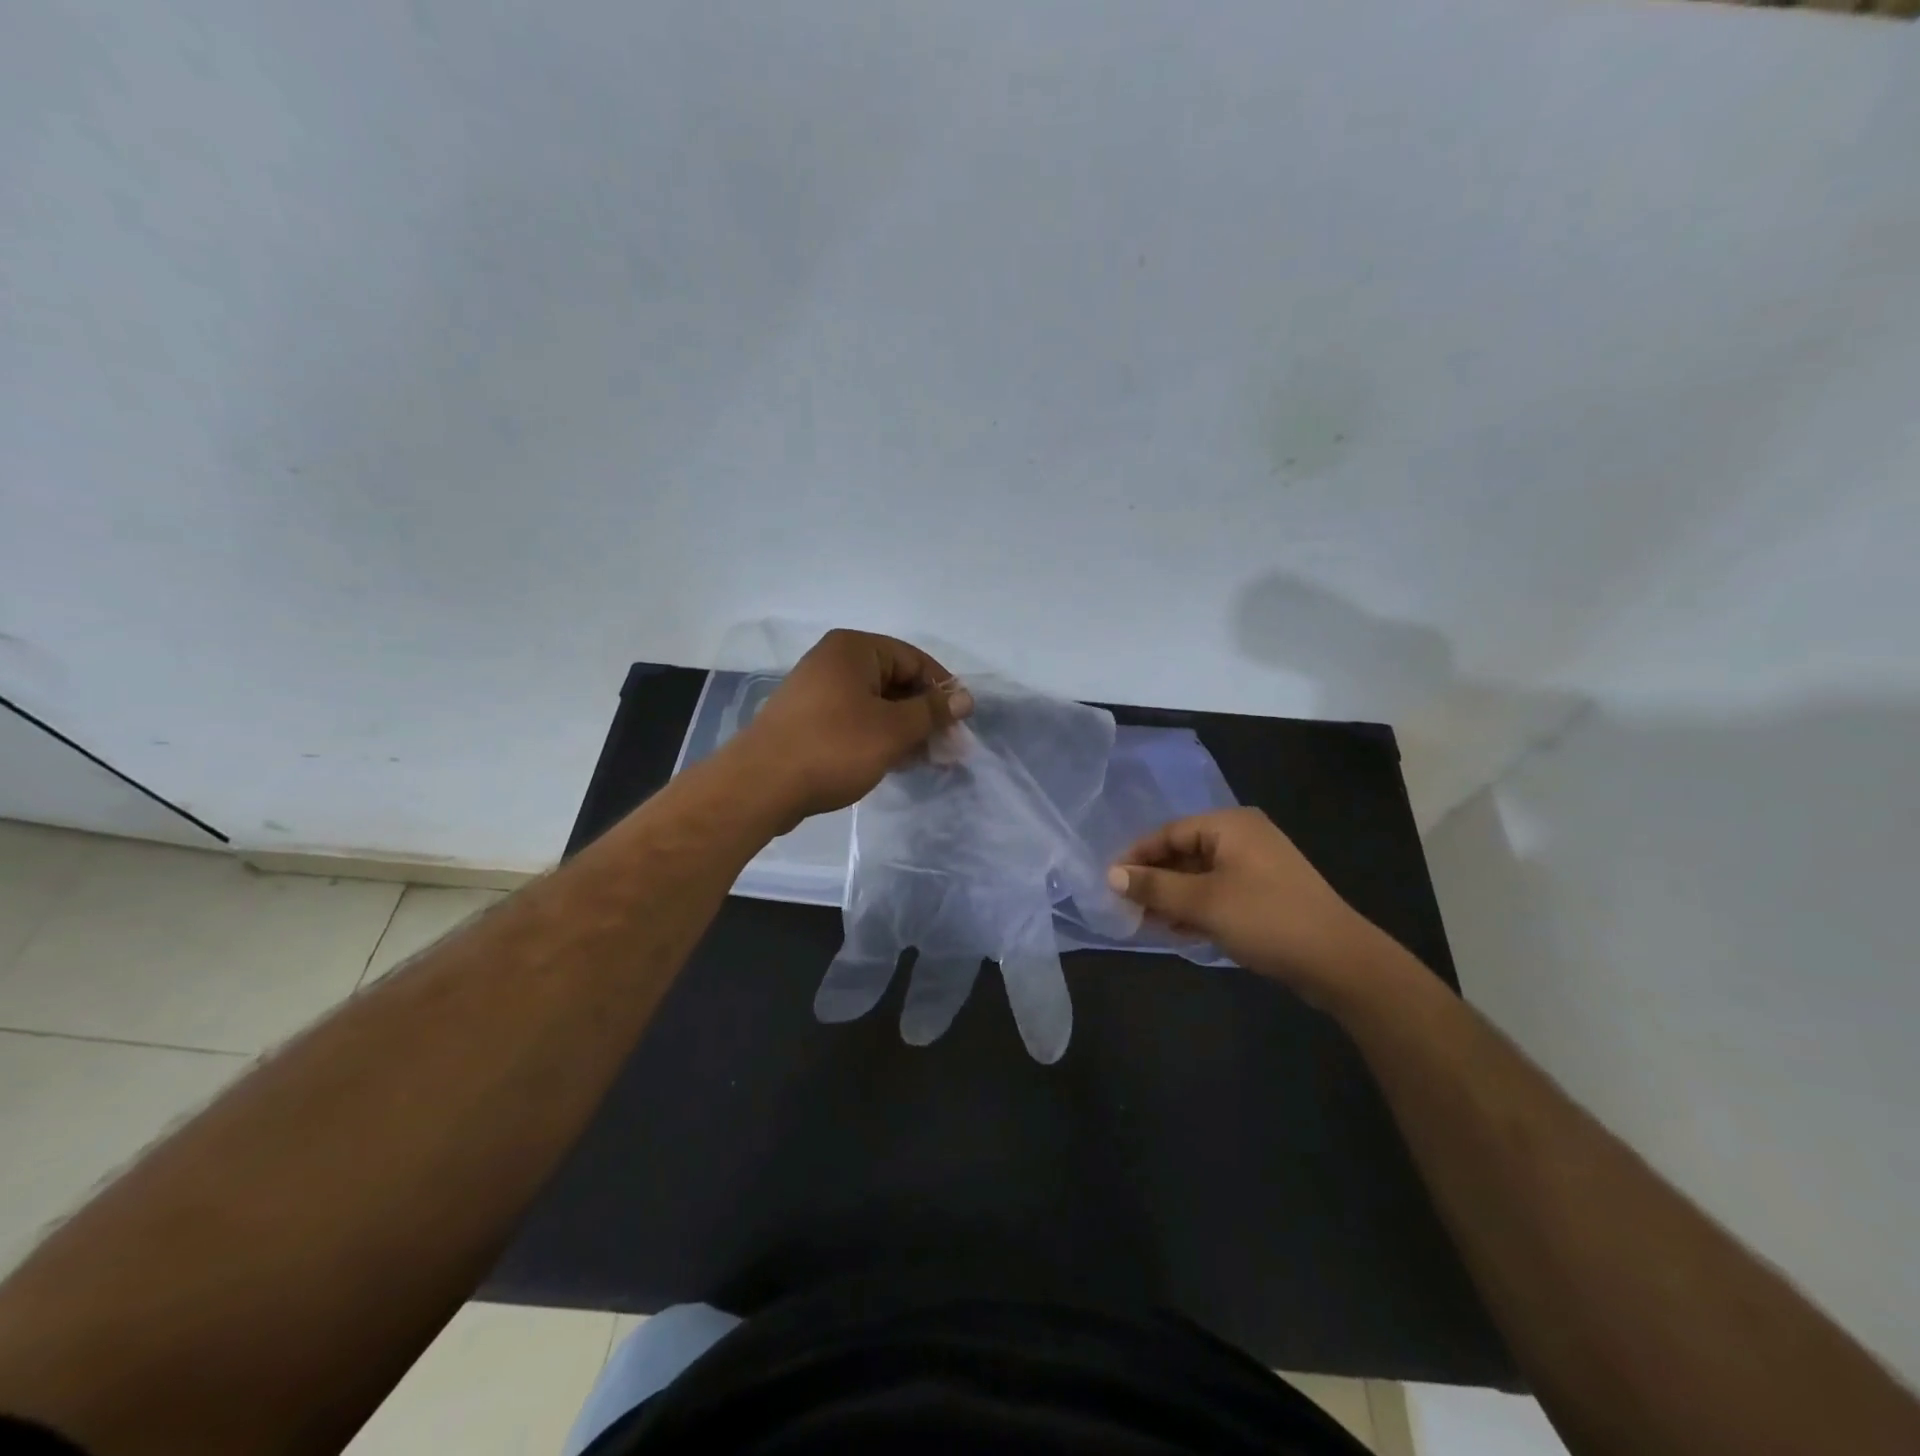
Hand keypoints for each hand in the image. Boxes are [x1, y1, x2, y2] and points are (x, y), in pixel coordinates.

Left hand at [733, 629, 973, 823]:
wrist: (761, 785)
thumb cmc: (834, 747)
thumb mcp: (893, 729)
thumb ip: (932, 711)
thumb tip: (965, 697)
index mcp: (854, 649)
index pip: (914, 659)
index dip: (942, 689)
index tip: (961, 722)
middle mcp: (834, 661)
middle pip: (895, 681)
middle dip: (924, 714)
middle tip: (948, 747)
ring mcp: (818, 691)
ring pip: (876, 704)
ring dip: (905, 729)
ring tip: (928, 759)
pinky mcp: (809, 721)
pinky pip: (855, 720)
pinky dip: (879, 737)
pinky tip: (897, 762)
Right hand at [1106, 808, 1386, 997]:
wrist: (1340, 962)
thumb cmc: (1266, 919)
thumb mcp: (1203, 902)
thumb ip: (1154, 887)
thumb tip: (1111, 876)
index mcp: (1230, 825)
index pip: (1169, 832)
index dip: (1137, 857)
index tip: (1110, 882)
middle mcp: (1243, 837)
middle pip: (1184, 851)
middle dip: (1155, 880)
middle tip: (1126, 907)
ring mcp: (1257, 866)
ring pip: (1200, 875)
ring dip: (1173, 897)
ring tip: (1146, 923)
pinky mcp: (1266, 893)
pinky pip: (1219, 892)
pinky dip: (1196, 907)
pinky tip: (1177, 930)